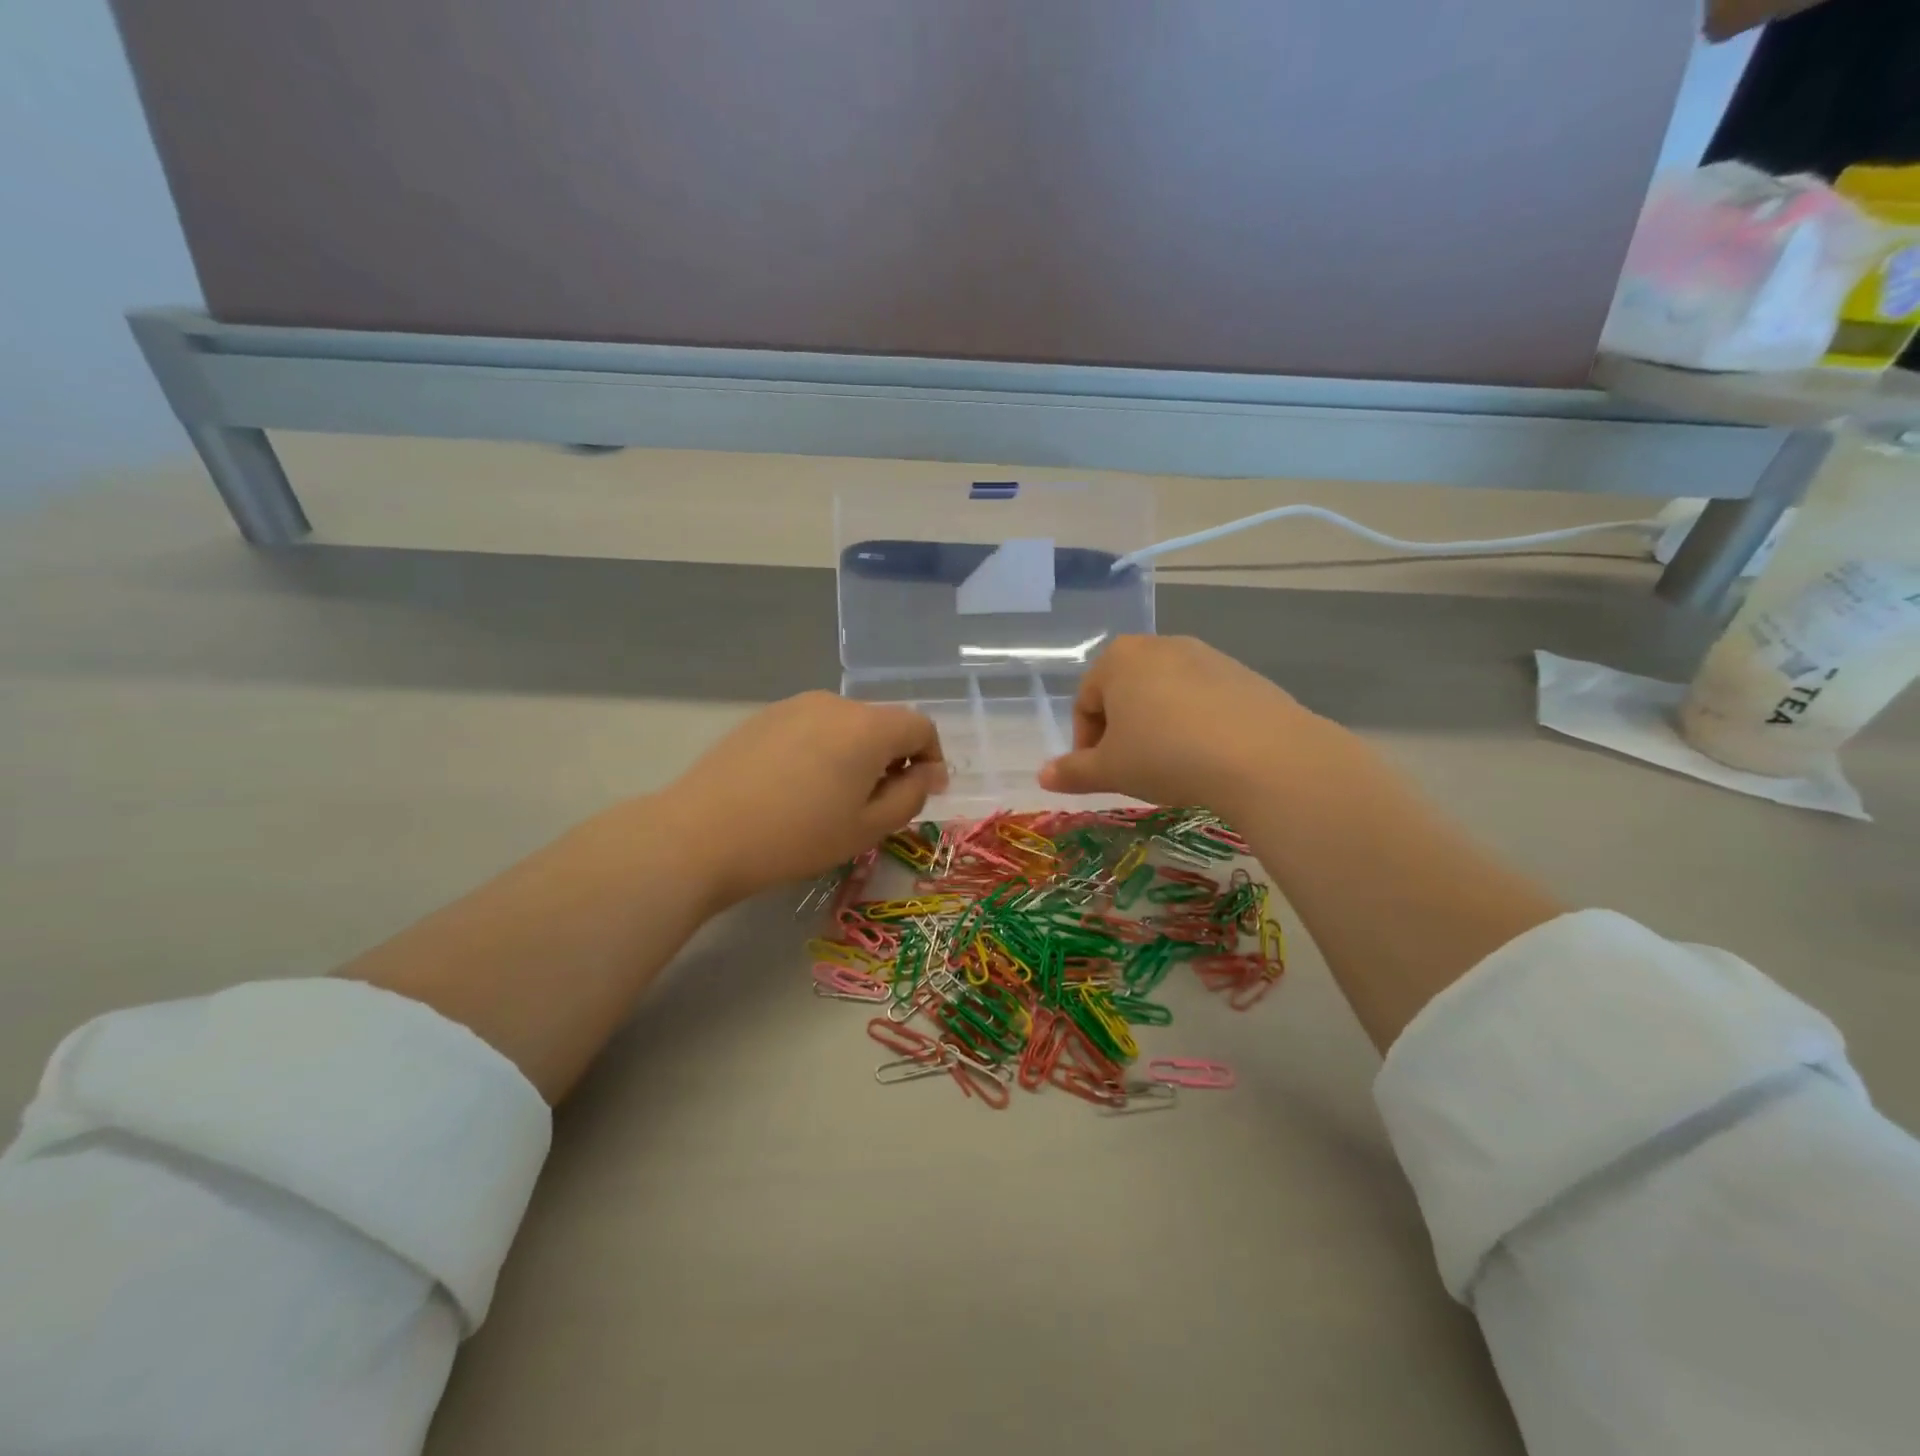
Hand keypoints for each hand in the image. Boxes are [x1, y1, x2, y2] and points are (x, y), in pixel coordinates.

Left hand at [658, 692, 945, 903]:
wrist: (702, 834)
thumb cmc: (797, 837)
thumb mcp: (868, 827)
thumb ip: (912, 796)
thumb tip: (930, 772)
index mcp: (867, 727)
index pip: (921, 726)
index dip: (932, 758)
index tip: (924, 793)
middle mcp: (834, 703)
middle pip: (883, 723)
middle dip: (893, 758)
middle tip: (878, 804)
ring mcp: (794, 705)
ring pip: (846, 725)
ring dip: (857, 754)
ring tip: (834, 798)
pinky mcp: (763, 716)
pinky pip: (811, 727)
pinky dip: (823, 750)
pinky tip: (797, 787)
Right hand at [1038, 636, 1324, 810]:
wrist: (1262, 756)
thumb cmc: (1166, 756)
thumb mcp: (1111, 770)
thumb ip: (1073, 771)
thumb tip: (1043, 776)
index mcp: (1118, 659)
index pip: (1085, 702)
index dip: (1085, 743)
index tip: (1099, 774)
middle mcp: (1159, 645)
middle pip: (1124, 692)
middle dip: (1121, 731)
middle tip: (1131, 769)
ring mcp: (1205, 655)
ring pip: (1164, 695)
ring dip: (1157, 726)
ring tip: (1171, 765)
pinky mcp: (1241, 673)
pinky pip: (1202, 699)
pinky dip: (1194, 723)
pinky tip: (1207, 755)